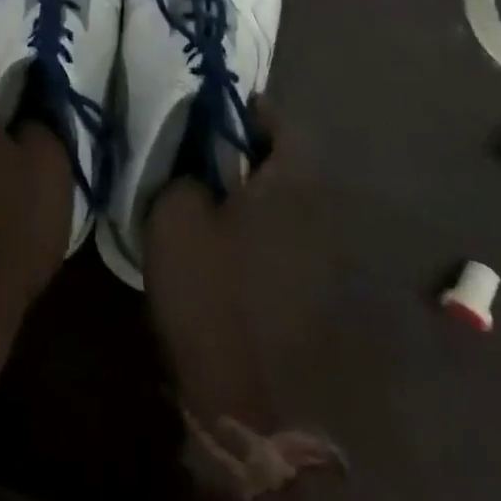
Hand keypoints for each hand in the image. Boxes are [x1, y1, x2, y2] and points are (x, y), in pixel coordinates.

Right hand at [144, 95, 286, 426]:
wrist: (243, 393)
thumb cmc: (209, 289)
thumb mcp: (176, 216)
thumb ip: (186, 173)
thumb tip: (197, 162)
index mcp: (290, 187)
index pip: (286, 128)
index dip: (257, 112)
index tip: (228, 107)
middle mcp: (319, 214)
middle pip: (292, 165)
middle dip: (256, 151)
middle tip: (216, 150)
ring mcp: (324, 258)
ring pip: (292, 203)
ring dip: (262, 191)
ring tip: (221, 194)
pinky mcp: (316, 293)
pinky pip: (292, 237)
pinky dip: (267, 227)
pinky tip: (235, 241)